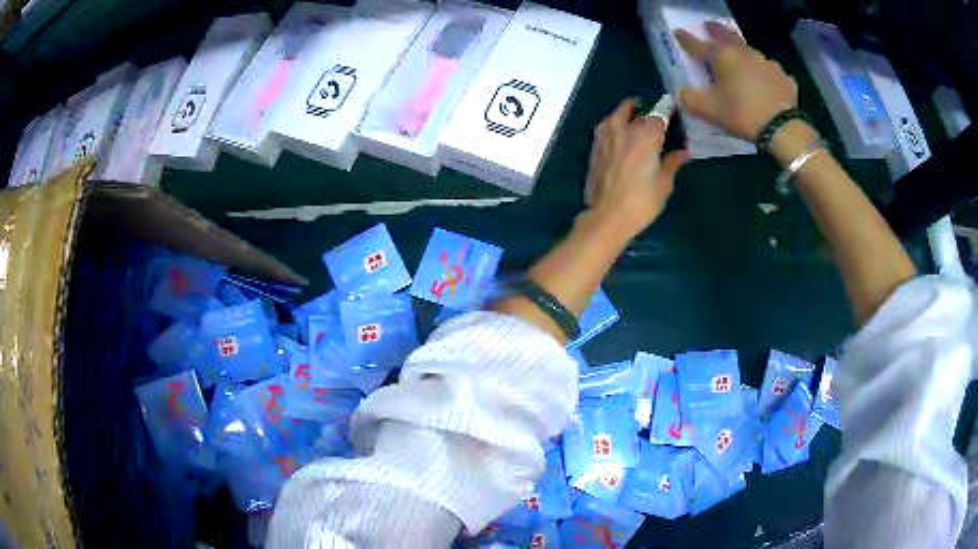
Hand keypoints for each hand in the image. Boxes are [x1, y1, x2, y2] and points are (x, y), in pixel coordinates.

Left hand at [584, 98, 688, 235]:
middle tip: (654, 123)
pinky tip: (622, 140)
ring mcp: (605, 136)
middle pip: (634, 110)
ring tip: (636, 125)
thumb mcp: (664, 183)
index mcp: (645, 134)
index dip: (667, 115)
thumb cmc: (642, 201)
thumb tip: (684, 152)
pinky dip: (615, 129)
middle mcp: (623, 128)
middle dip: (645, 113)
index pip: (659, 115)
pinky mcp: (594, 148)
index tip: (673, 119)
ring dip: (626, 115)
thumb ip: (672, 162)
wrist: (608, 216)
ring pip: (616, 116)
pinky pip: (606, 129)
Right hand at [675, 21, 797, 140]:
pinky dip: (764, 73)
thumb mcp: (708, 110)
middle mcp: (743, 52)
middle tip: (710, 26)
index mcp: (721, 56)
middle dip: (716, 30)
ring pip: (750, 51)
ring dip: (741, 51)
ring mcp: (766, 62)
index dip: (685, 39)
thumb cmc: (742, 113)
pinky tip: (765, 82)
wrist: (782, 128)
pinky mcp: (783, 76)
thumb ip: (690, 99)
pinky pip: (770, 71)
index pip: (697, 44)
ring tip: (739, 55)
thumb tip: (682, 94)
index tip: (678, 33)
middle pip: (726, 35)